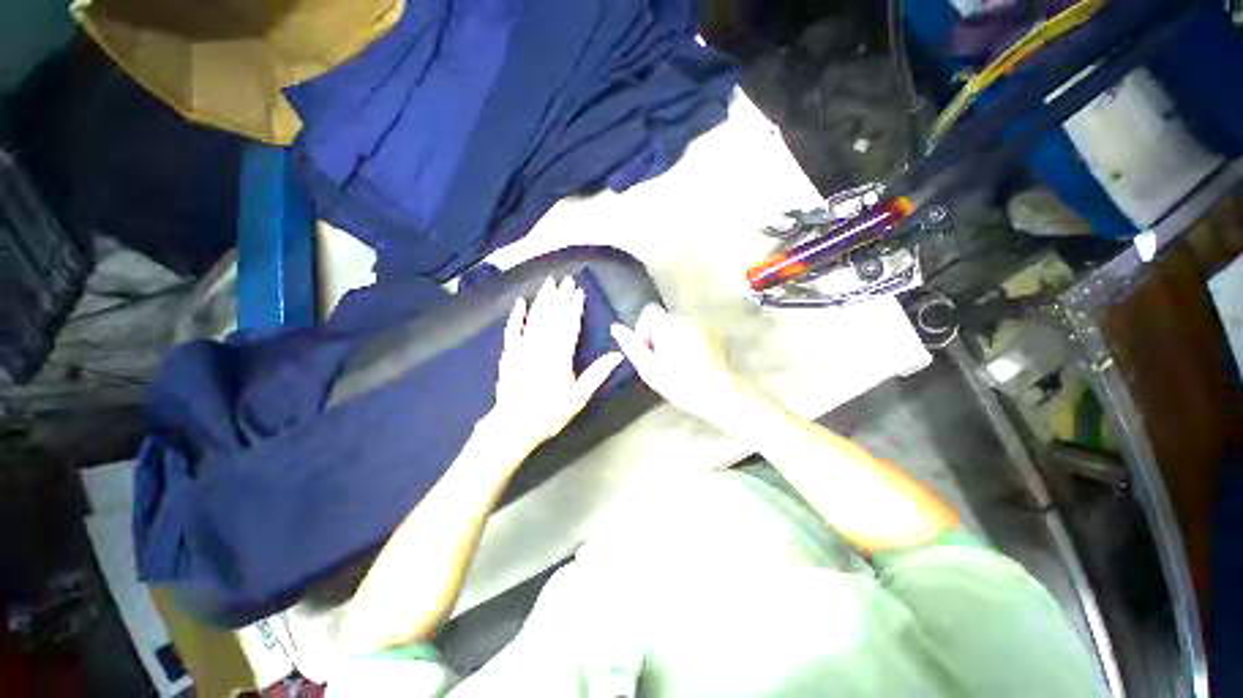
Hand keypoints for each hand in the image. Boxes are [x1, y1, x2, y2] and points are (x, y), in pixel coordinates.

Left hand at [486, 277, 622, 453]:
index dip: (575, 307)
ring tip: (549, 283)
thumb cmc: (550, 412)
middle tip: (566, 280)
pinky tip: (521, 303)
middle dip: (560, 297)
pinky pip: (512, 329)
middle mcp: (541, 346)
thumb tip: (618, 354)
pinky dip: (516, 316)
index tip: (579, 291)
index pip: (569, 324)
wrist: (513, 425)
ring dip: (542, 299)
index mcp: (560, 355)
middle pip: (552, 316)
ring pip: (534, 318)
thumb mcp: (579, 396)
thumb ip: (597, 373)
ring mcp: (522, 347)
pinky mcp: (508, 353)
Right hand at [610, 305, 756, 427]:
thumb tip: (615, 327)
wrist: (717, 394)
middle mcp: (687, 318)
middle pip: (663, 320)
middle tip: (660, 362)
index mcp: (669, 324)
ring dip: (671, 340)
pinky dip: (686, 342)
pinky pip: (692, 331)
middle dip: (657, 337)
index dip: (643, 329)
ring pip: (677, 327)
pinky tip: (690, 362)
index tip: (646, 350)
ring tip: (675, 364)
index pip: (649, 312)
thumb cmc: (679, 383)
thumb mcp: (648, 368)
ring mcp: (703, 324)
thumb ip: (631, 346)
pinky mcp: (714, 333)